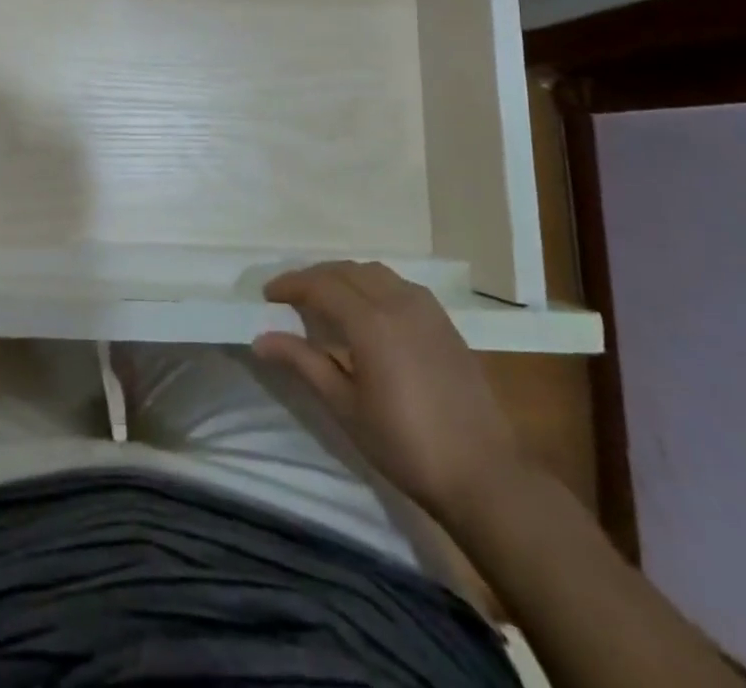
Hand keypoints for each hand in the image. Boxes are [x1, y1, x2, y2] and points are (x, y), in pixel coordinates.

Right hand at [253, 262, 522, 522]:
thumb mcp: (345, 407)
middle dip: (314, 277)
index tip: (268, 295)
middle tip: (291, 296)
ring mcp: (426, 310)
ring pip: (375, 273)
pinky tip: (368, 311)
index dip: (291, 285)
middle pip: (346, 271)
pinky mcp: (445, 322)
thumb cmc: (405, 445)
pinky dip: (373, 285)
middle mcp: (398, 302)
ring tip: (326, 299)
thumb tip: (262, 339)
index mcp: (371, 321)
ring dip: (345, 277)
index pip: (320, 285)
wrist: (484, 474)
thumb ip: (303, 363)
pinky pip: (399, 285)